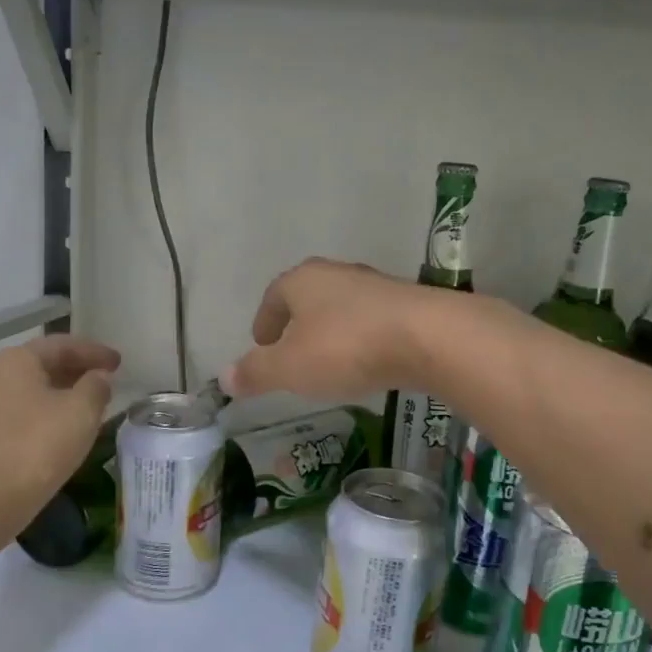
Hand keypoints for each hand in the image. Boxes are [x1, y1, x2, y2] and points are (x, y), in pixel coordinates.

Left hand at [0, 335, 119, 531]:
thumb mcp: (80, 412)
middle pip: (43, 366)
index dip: (94, 352)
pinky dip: (47, 417)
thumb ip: (96, 387)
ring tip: (91, 408)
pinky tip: (64, 434)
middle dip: (77, 372)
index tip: (120, 363)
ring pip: (33, 393)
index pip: (62, 345)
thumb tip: (98, 378)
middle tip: (108, 382)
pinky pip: (22, 416)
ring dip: (63, 396)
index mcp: (15, 361)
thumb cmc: (35, 448)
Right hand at [223, 258, 447, 400]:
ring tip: (327, 362)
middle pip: (308, 297)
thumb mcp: (289, 368)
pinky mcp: (406, 304)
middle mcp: (337, 274)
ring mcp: (375, 286)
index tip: (262, 345)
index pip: (274, 295)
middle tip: (290, 353)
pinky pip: (371, 321)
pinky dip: (360, 339)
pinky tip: (365, 362)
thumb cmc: (345, 347)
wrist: (427, 337)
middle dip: (296, 324)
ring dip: (330, 331)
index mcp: (302, 280)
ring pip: (341, 308)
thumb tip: (225, 377)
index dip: (265, 321)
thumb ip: (256, 372)